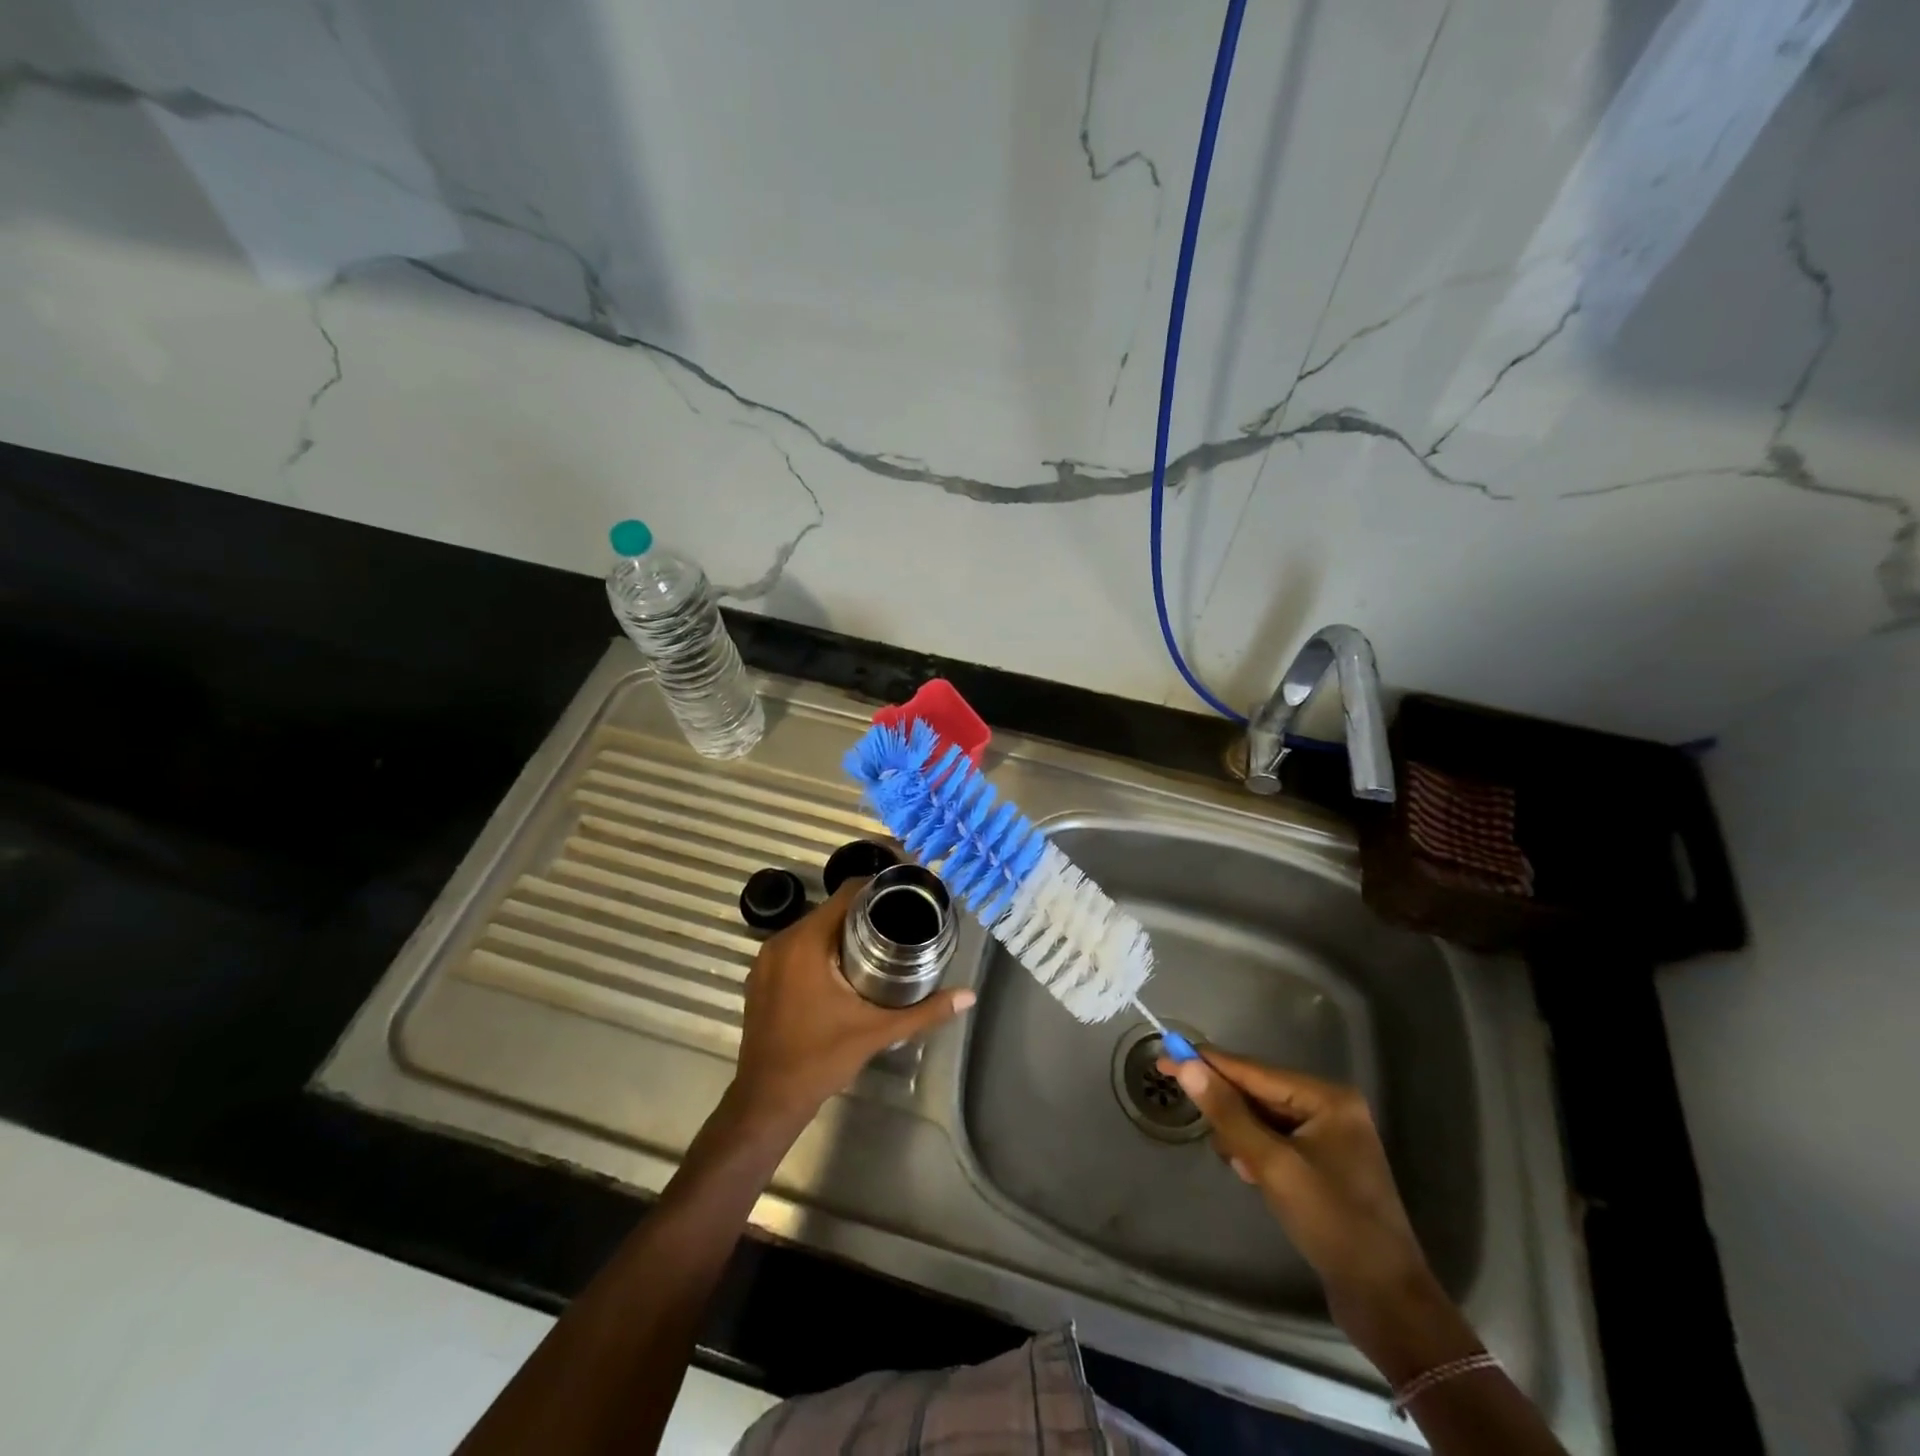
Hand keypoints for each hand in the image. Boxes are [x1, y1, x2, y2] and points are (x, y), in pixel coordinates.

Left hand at [729, 880, 974, 1130]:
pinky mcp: (760, 976)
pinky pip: (796, 946)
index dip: (877, 888)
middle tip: (900, 921)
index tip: (905, 895)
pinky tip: (845, 965)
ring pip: (813, 928)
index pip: (845, 893)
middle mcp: (781, 941)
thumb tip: (968, 996)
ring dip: (842, 930)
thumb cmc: (820, 1059)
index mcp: (806, 942)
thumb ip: (924, 1012)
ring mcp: (766, 959)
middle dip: (864, 912)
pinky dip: (820, 947)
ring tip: (879, 941)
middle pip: (830, 909)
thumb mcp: (876, 1032)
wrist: (767, 1100)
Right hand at [1162, 1049, 1479, 1383]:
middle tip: (1193, 1117)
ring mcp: (1330, 1136)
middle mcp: (1330, 1107)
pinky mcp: (1324, 1164)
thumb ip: (1228, 1113)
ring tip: (1239, 1166)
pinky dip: (1257, 1152)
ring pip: (1263, 1118)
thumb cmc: (1332, 1223)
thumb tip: (1186, 1067)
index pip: (1253, 1071)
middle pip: (1258, 1092)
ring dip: (1242, 1135)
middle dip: (1227, 1109)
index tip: (1165, 1055)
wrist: (1385, 1301)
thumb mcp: (1273, 1165)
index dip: (1207, 1063)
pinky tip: (1252, 1175)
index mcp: (1327, 1097)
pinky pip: (1275, 1140)